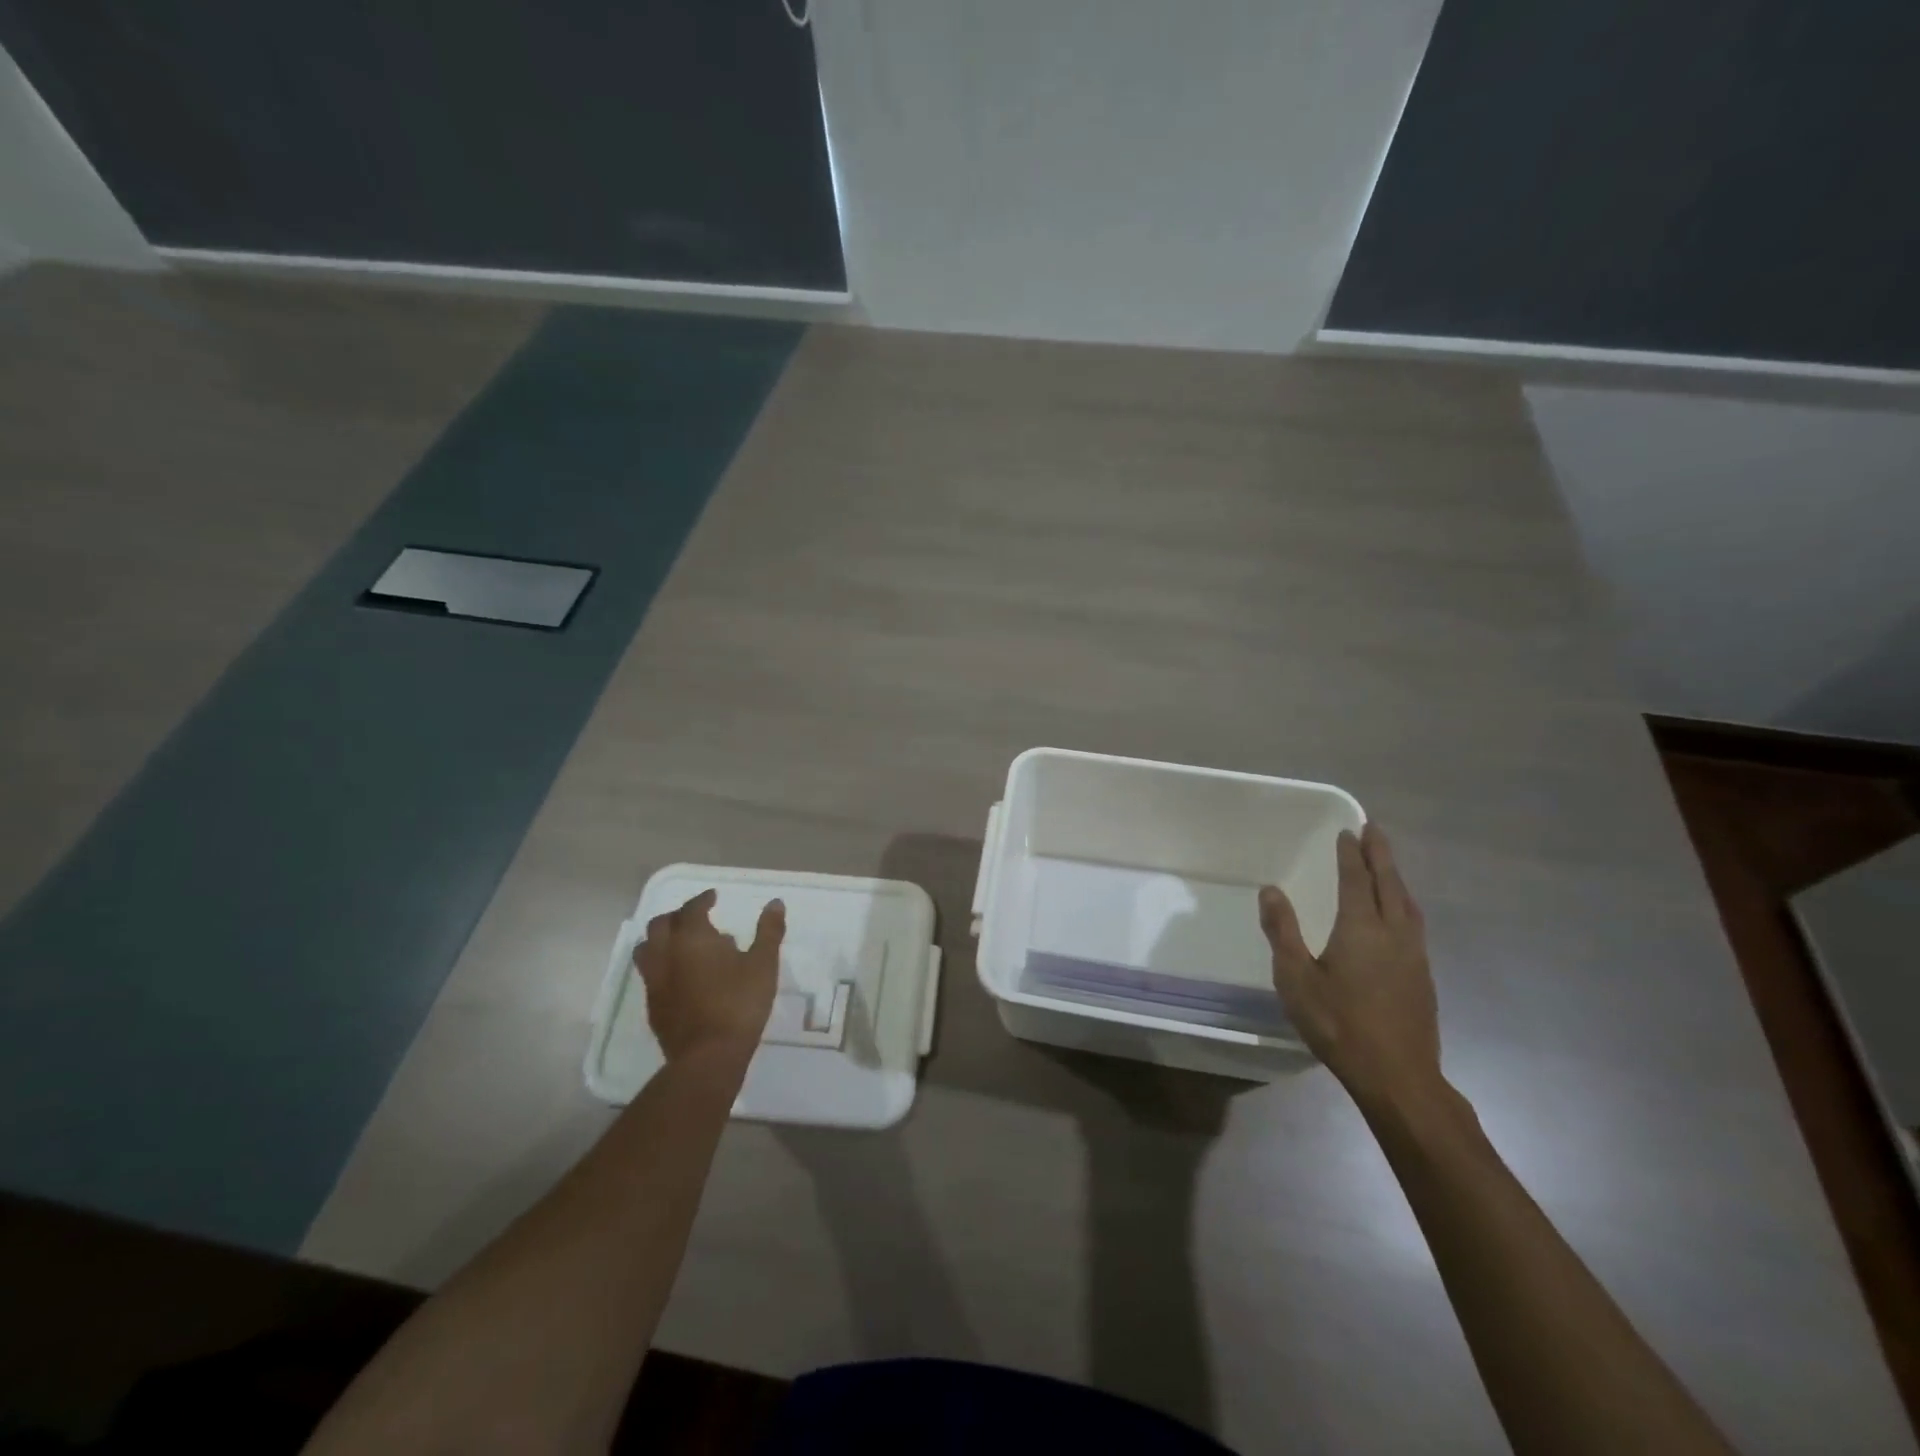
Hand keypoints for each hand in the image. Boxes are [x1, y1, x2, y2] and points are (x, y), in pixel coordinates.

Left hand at [634, 890, 784, 1065]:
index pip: (691, 908)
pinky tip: (682, 977)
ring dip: (661, 940)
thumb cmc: (739, 1003)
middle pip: (660, 925)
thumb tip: (775, 903)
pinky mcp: (652, 1006)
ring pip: (647, 949)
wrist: (708, 1056)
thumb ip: (769, 931)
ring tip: (682, 945)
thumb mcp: (763, 964)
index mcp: (692, 938)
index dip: (702, 900)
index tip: (713, 898)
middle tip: (696, 918)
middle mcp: (666, 954)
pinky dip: (662, 965)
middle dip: (677, 916)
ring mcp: (654, 981)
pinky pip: (650, 975)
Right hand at [1259, 824, 1443, 1115]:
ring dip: (1395, 877)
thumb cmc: (1339, 1024)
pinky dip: (1404, 902)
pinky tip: (1399, 912)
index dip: (1351, 854)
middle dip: (1381, 854)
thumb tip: (1270, 890)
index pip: (1356, 879)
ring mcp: (1414, 954)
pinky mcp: (1423, 975)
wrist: (1398, 1076)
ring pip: (1407, 902)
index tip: (1348, 831)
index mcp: (1361, 928)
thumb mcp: (1296, 978)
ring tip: (1386, 863)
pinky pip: (1414, 922)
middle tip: (1373, 829)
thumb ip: (1282, 931)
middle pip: (1389, 883)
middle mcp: (1393, 932)